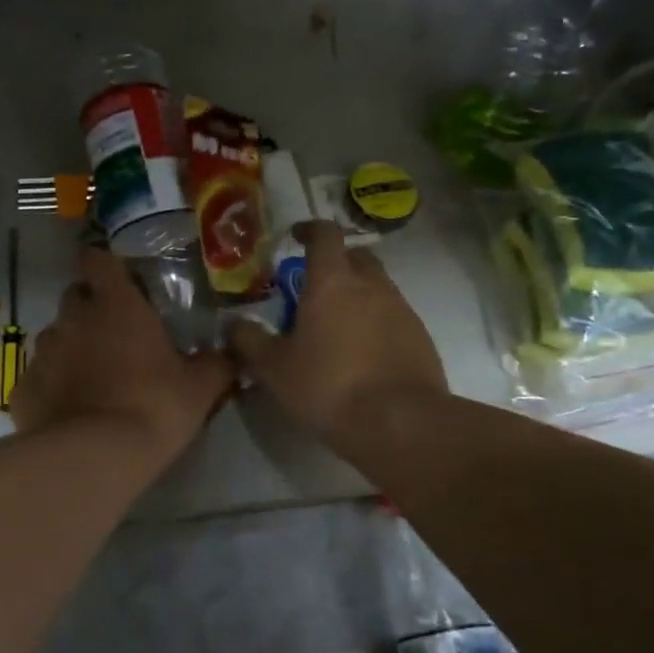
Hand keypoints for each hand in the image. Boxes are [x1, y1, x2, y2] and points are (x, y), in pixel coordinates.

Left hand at [12, 246, 234, 462]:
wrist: (94, 459)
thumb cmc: (153, 408)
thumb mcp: (200, 388)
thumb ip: (216, 363)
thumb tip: (234, 353)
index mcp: (115, 304)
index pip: (95, 260)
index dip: (103, 267)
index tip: (117, 282)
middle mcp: (72, 318)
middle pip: (75, 297)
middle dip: (91, 310)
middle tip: (115, 336)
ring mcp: (43, 353)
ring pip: (56, 338)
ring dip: (72, 349)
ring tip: (94, 379)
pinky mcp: (23, 389)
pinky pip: (40, 378)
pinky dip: (53, 387)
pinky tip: (70, 412)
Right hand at [229, 221, 446, 445]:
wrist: (399, 422)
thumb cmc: (328, 386)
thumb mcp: (274, 368)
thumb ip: (249, 341)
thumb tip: (233, 325)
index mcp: (333, 281)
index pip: (325, 234)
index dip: (309, 230)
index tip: (295, 237)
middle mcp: (372, 285)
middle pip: (356, 257)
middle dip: (336, 263)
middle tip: (313, 288)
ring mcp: (402, 309)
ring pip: (377, 287)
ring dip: (357, 295)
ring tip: (336, 327)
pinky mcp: (420, 337)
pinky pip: (394, 317)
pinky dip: (376, 323)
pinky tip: (362, 354)